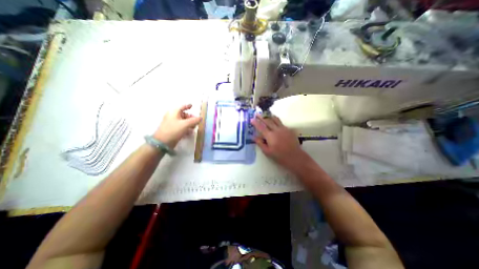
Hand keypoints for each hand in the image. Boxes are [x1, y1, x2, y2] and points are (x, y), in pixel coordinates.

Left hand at [153, 104, 201, 149]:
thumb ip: (194, 120)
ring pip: (183, 121)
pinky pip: (181, 127)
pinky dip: (186, 128)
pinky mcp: (172, 130)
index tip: (192, 105)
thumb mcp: (185, 124)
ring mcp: (172, 123)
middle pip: (184, 115)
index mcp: (174, 112)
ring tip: (194, 128)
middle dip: (191, 118)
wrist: (162, 142)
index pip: (182, 107)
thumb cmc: (174, 130)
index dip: (187, 106)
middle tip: (196, 122)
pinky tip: (190, 133)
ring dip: (189, 124)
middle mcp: (172, 116)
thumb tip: (201, 118)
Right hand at [253, 114, 308, 170]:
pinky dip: (276, 121)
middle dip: (261, 117)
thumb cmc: (279, 156)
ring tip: (266, 114)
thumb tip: (254, 137)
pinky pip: (281, 123)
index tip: (251, 119)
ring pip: (275, 119)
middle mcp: (276, 130)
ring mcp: (283, 129)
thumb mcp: (267, 152)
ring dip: (270, 116)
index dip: (255, 123)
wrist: (295, 156)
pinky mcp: (288, 129)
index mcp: (270, 136)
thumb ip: (260, 143)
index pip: (261, 127)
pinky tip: (275, 122)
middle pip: (267, 121)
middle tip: (257, 114)